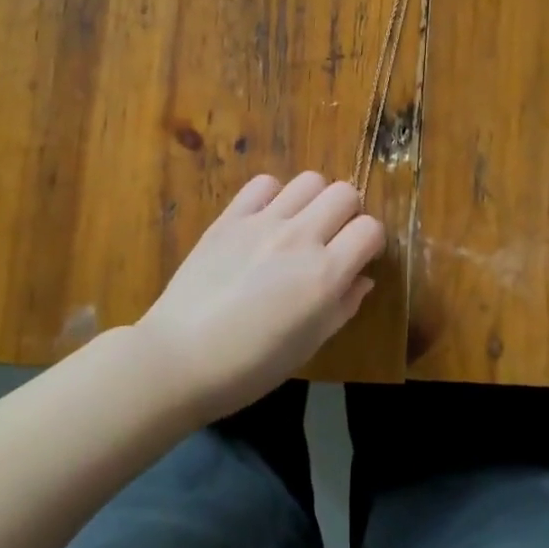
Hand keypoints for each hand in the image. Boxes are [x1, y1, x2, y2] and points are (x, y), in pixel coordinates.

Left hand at [137, 172, 385, 420]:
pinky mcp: (230, 217)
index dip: (370, 242)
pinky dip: (273, 196)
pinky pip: (264, 183)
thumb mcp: (309, 346)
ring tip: (299, 225)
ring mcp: (263, 222)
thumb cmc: (250, 367)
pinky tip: (265, 219)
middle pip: (345, 193)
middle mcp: (300, 238)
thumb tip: (363, 278)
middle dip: (347, 214)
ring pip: (310, 180)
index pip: (370, 229)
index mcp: (325, 275)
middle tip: (331, 238)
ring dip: (313, 200)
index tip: (359, 257)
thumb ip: (343, 306)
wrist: (178, 359)